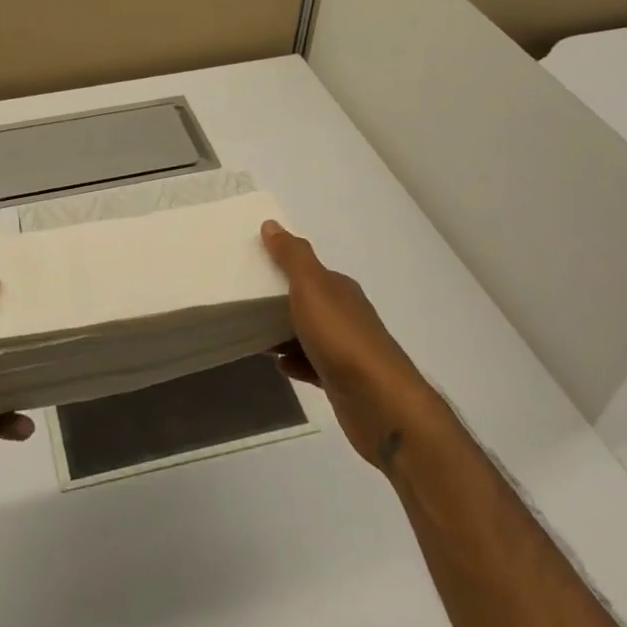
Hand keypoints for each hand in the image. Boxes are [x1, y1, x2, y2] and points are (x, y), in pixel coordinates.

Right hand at [261, 221, 427, 472]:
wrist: (380, 403)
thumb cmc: (341, 337)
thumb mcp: (311, 287)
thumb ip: (292, 256)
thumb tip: (272, 224)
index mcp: (340, 289)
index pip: (310, 270)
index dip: (284, 266)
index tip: (254, 266)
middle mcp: (346, 315)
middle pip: (309, 301)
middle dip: (281, 300)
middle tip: (246, 300)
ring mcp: (346, 350)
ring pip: (309, 334)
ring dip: (284, 333)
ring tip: (254, 333)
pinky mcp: (342, 381)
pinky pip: (312, 365)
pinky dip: (294, 362)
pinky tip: (278, 365)